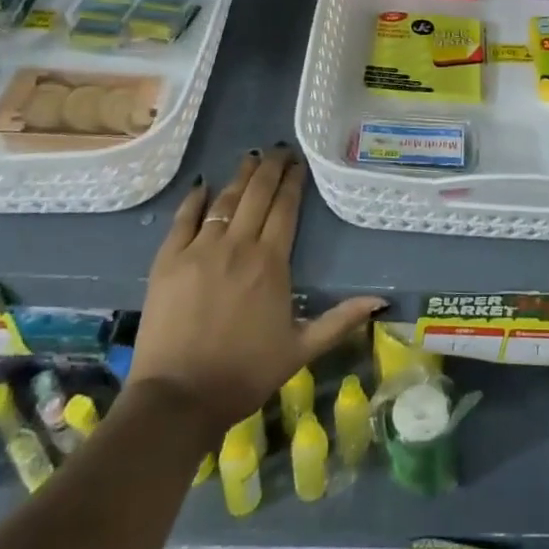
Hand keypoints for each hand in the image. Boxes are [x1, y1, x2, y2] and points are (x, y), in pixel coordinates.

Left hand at [128, 147, 382, 430]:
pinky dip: (194, 200)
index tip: (299, 163)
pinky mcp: (167, 262)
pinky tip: (203, 186)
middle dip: (270, 168)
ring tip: (250, 158)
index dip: (293, 182)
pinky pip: (182, 220)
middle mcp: (237, 246)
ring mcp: (199, 251)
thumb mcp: (301, 349)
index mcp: (271, 262)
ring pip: (224, 201)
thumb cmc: (245, 373)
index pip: (285, 208)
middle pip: (256, 195)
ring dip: (239, 177)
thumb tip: (381, 301)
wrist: (178, 398)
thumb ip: (340, 320)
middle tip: (278, 149)